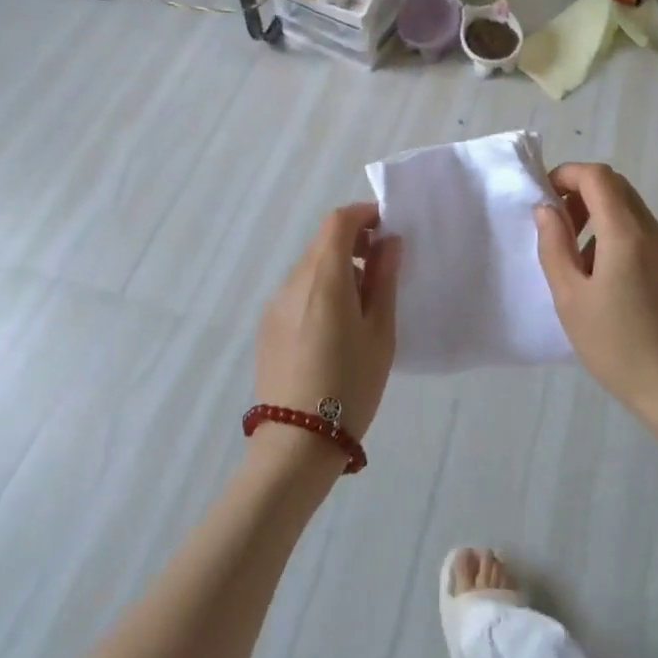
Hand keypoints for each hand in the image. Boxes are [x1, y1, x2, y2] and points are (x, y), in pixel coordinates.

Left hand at [254, 203, 400, 465]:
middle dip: (353, 241)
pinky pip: (297, 291)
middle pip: (322, 242)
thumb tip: (389, 242)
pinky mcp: (268, 326)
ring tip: (362, 300)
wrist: (297, 443)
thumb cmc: (350, 385)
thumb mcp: (380, 332)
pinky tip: (335, 326)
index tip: (387, 226)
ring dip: (336, 267)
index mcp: (323, 277)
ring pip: (309, 267)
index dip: (363, 214)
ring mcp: (276, 304)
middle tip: (383, 265)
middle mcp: (294, 281)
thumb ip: (383, 280)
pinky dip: (320, 289)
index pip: (338, 222)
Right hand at [534, 164, 657, 455]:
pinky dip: (625, 241)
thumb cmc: (617, 347)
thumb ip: (554, 246)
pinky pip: (651, 240)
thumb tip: (547, 209)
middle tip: (560, 227)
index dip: (568, 174)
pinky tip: (616, 286)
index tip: (547, 196)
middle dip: (583, 195)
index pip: (598, 176)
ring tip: (584, 265)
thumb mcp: (570, 298)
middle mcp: (656, 233)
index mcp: (626, 234)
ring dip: (604, 220)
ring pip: (635, 214)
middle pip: (618, 189)